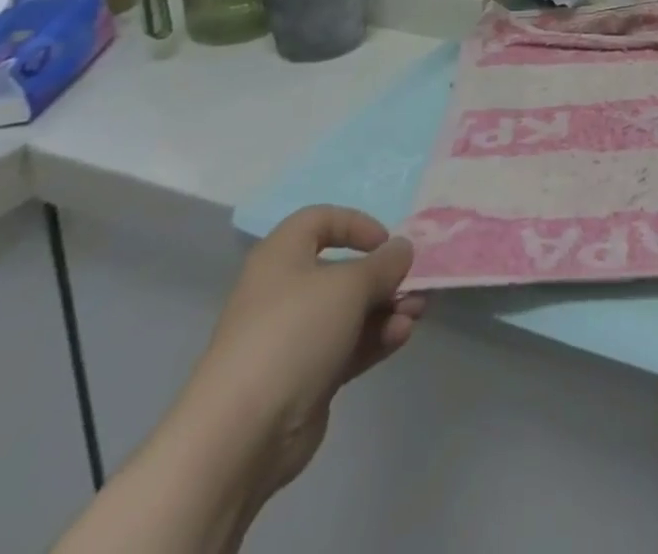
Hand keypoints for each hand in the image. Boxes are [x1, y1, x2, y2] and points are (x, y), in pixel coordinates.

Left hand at [181, 206, 425, 497]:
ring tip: (416, 314)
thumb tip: (402, 249)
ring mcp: (294, 338)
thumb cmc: (293, 334)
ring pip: (350, 311)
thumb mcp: (350, 285)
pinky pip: (348, 346)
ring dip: (388, 308)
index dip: (356, 224)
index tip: (385, 243)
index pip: (320, 221)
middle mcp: (285, 292)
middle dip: (384, 276)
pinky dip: (376, 338)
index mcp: (282, 257)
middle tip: (415, 284)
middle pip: (343, 271)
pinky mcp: (305, 378)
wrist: (241, 436)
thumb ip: (384, 263)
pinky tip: (400, 338)